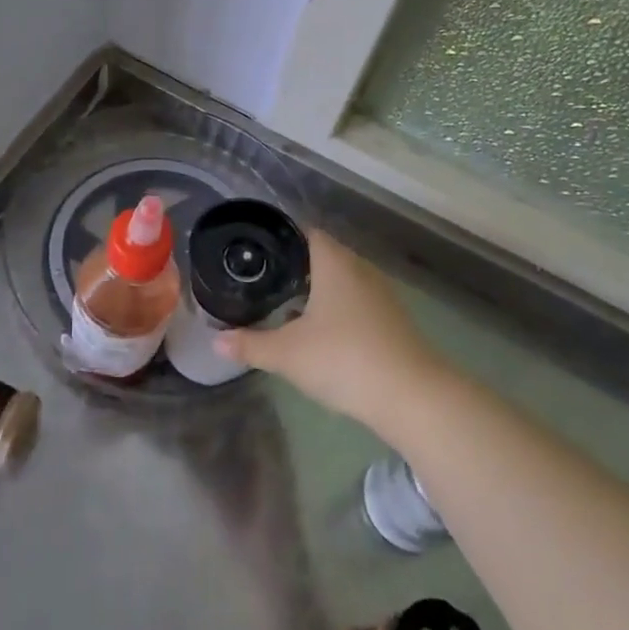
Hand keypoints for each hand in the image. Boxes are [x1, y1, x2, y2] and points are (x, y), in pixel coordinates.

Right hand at [215, 231, 445, 433]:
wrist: (412, 397)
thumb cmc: (343, 359)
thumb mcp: (288, 354)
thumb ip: (250, 345)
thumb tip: (216, 342)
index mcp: (333, 262)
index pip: (305, 232)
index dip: (280, 238)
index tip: (255, 251)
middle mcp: (359, 269)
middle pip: (323, 256)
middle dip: (294, 267)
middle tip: (262, 280)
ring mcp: (380, 295)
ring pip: (341, 281)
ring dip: (317, 291)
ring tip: (284, 306)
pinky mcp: (392, 320)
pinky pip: (356, 303)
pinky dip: (336, 310)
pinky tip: (319, 334)